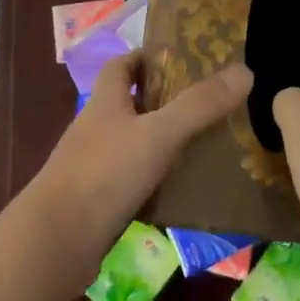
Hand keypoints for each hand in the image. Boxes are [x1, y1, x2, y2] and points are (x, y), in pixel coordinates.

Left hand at [15, 49, 252, 300]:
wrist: (55, 243)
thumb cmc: (104, 174)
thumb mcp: (158, 134)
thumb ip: (199, 105)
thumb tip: (245, 71)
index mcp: (105, 101)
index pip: (122, 65)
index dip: (148, 58)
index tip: (183, 60)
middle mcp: (97, 127)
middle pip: (131, 103)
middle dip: (166, 100)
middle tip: (208, 103)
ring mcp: (95, 166)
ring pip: (135, 143)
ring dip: (164, 142)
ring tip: (207, 144)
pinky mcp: (99, 201)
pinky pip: (134, 181)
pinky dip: (158, 180)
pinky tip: (185, 190)